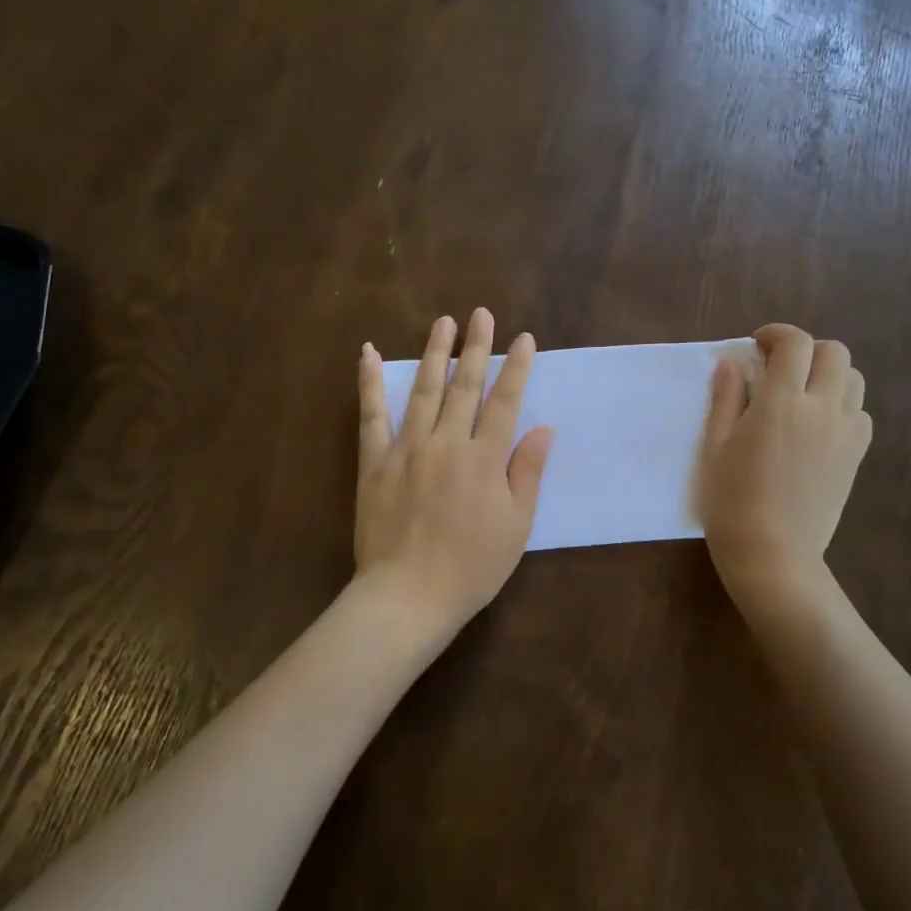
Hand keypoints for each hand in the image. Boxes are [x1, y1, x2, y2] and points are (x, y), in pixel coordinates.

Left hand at [355, 308, 554, 633]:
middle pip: (465, 386)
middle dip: (477, 347)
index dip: (516, 369)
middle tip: (482, 314)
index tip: (524, 339)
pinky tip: (367, 353)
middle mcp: (446, 443)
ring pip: (423, 390)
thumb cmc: (472, 567)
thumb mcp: (516, 526)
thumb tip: (543, 428)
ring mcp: (407, 448)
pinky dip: (368, 382)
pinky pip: (371, 414)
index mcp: (484, 460)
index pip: (505, 403)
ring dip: (435, 353)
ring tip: (443, 322)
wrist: (408, 596)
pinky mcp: (375, 461)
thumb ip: (528, 472)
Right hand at [699, 324, 871, 601]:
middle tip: (780, 368)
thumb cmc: (731, 501)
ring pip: (854, 379)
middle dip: (806, 350)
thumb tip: (734, 363)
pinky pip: (861, 413)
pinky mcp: (856, 455)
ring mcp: (846, 433)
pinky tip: (818, 425)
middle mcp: (821, 409)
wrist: (773, 554)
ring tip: (802, 394)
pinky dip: (842, 406)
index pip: (794, 343)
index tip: (758, 345)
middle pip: (834, 352)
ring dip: (828, 374)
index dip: (776, 334)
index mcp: (781, 403)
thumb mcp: (715, 447)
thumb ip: (726, 398)